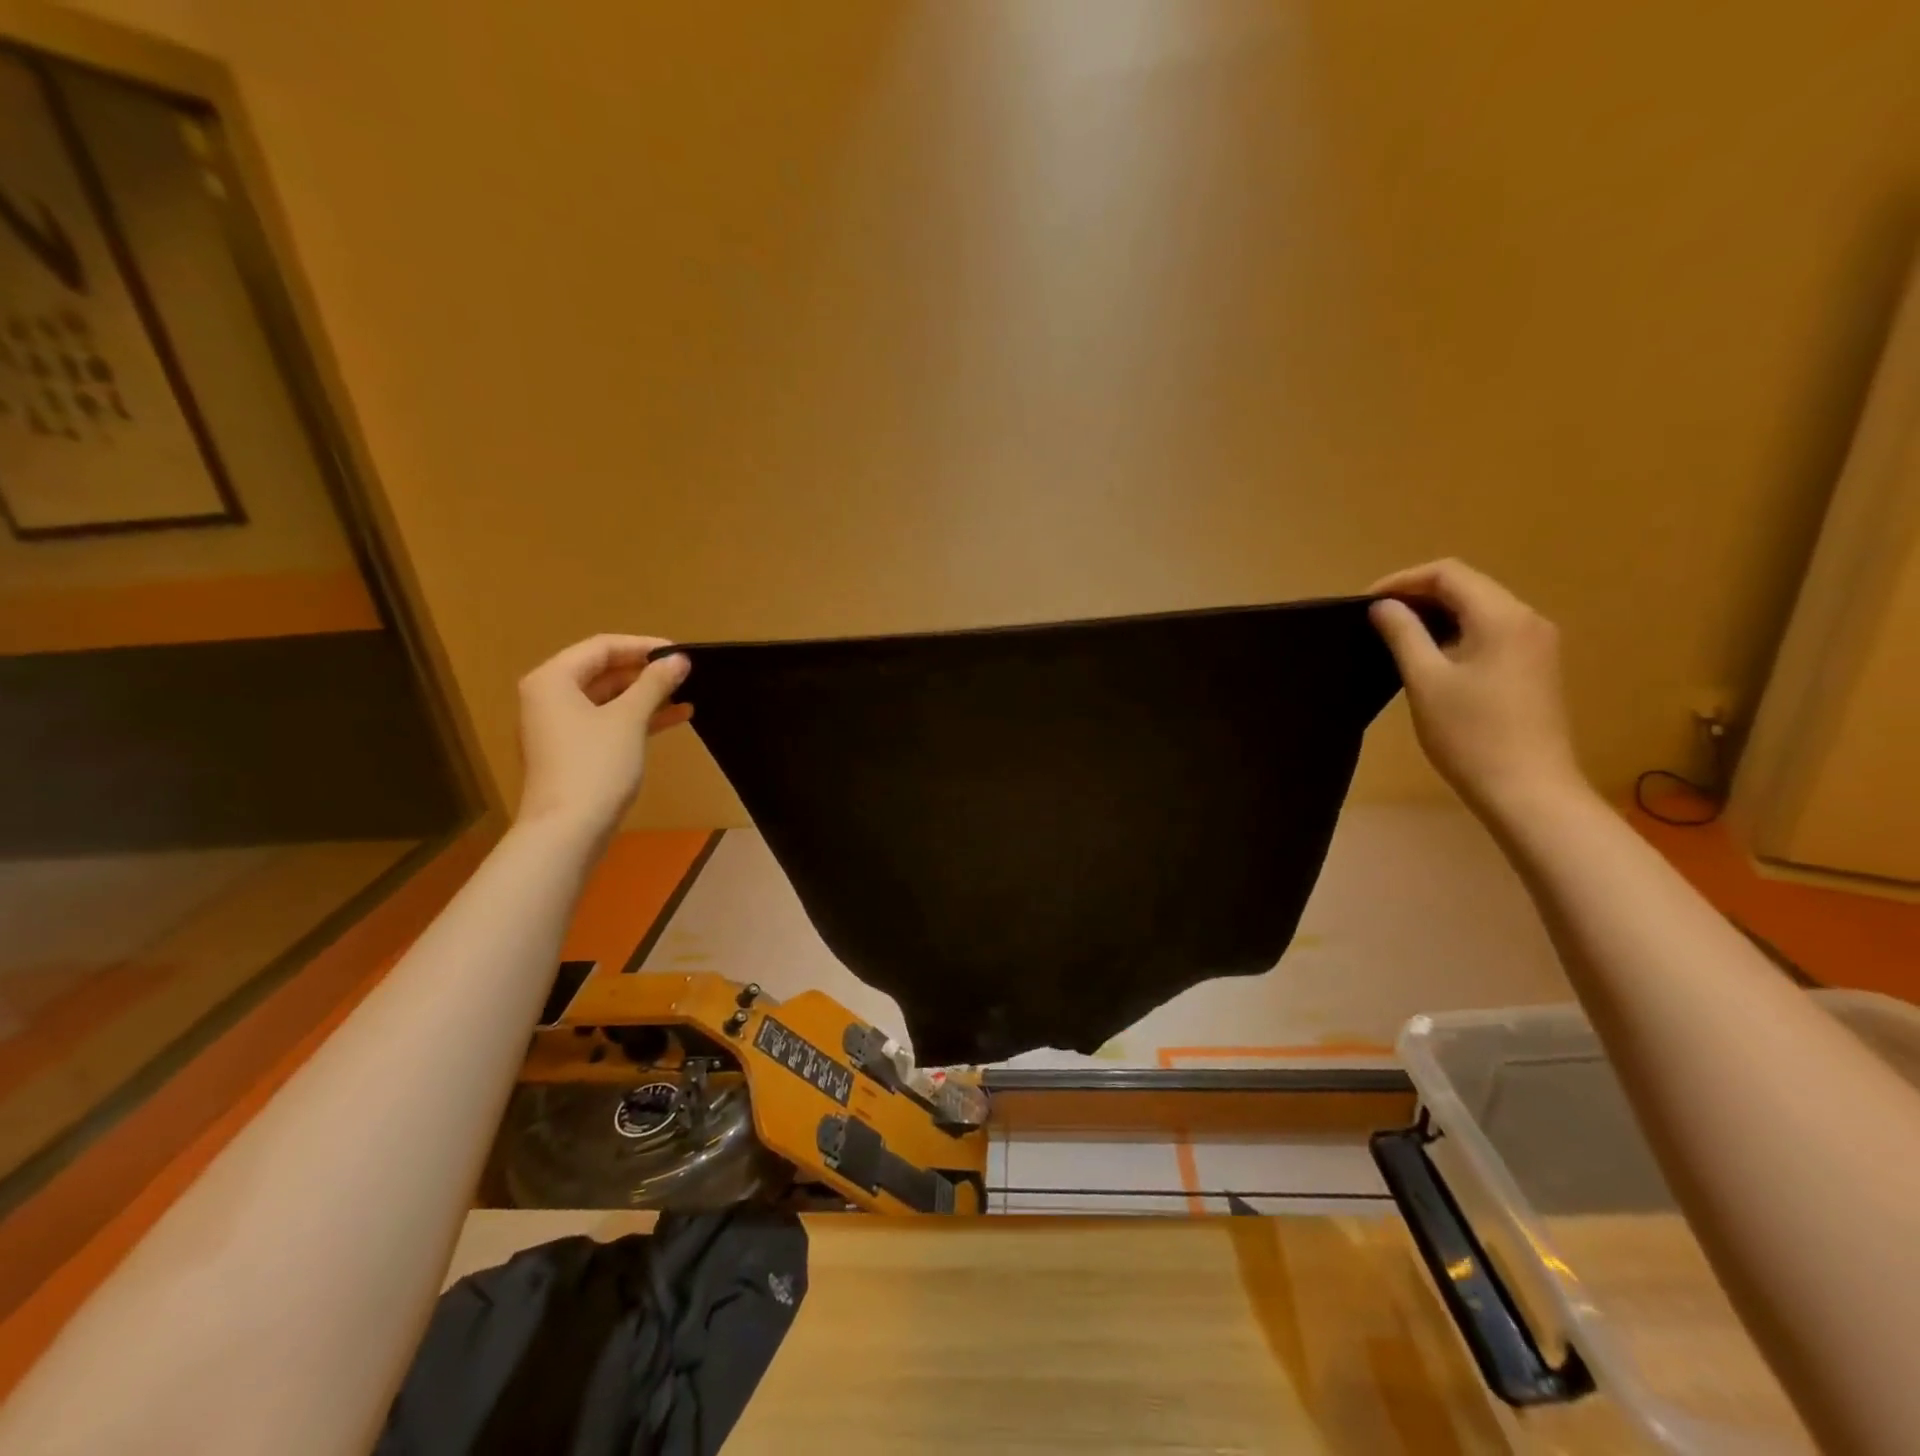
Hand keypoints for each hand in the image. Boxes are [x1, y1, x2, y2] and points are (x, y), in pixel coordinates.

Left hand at [514, 635, 690, 842]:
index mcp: (553, 679)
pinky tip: (677, 717)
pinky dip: (639, 718)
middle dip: (646, 672)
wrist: (568, 831)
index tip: (681, 653)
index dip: (644, 646)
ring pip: (609, 698)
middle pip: (603, 671)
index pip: (602, 647)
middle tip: (686, 673)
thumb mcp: (629, 719)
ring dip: (647, 695)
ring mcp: (560, 726)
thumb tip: (679, 659)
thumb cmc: (595, 765)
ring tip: (687, 693)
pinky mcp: (574, 751)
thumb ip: (655, 684)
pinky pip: (609, 722)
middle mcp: (550, 697)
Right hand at [1368, 560, 1586, 818]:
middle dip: (1418, 595)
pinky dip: (1456, 632)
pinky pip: (1491, 631)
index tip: (1366, 604)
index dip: (1402, 580)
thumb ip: (1403, 634)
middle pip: (1467, 586)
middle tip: (1376, 619)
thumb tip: (1383, 606)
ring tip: (1395, 636)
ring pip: (1479, 609)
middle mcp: (1527, 619)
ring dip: (1436, 614)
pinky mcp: (1534, 666)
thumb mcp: (1425, 680)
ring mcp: (1536, 643)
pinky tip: (1430, 656)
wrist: (1527, 789)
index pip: (1448, 573)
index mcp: (1502, 617)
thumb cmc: (1470, 734)